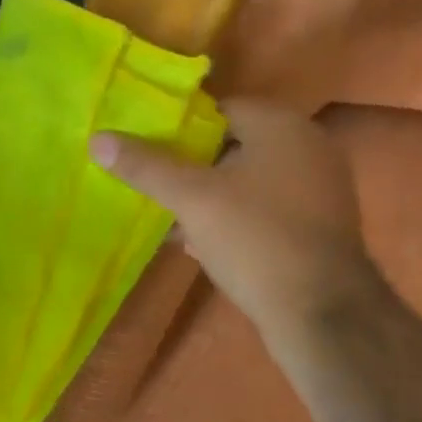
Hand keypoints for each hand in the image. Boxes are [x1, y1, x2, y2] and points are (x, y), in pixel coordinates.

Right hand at [91, 99, 375, 344]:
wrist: (321, 312)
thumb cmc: (255, 239)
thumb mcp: (192, 199)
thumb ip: (146, 167)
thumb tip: (98, 139)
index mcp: (283, 125)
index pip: (221, 109)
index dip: (182, 131)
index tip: (151, 155)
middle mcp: (310, 146)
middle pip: (236, 146)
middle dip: (196, 169)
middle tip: (161, 191)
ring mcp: (323, 187)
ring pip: (252, 182)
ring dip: (215, 198)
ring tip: (176, 223)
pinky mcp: (323, 224)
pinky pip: (271, 209)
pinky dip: (241, 220)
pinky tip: (208, 247)